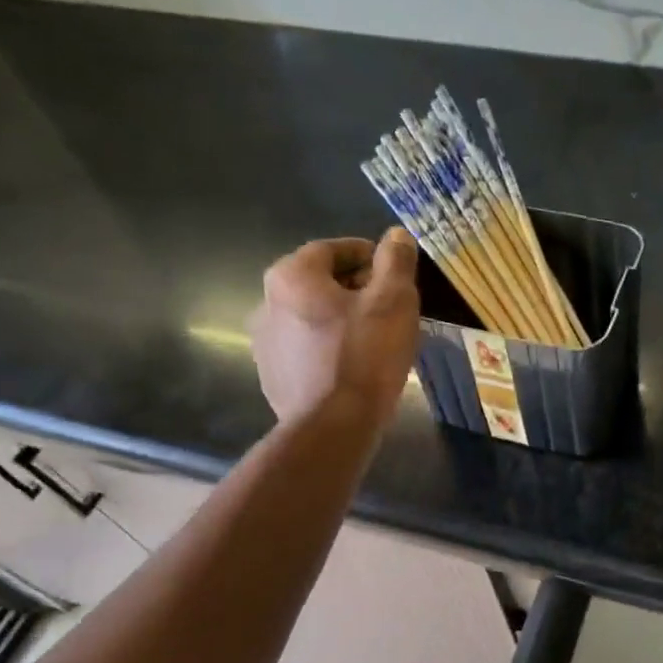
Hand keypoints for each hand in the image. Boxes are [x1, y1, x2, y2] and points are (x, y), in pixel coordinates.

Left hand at [248, 229, 420, 428]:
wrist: (333, 426)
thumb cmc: (365, 356)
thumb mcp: (394, 301)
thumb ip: (396, 262)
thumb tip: (397, 235)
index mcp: (292, 276)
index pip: (332, 249)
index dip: (367, 255)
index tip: (393, 270)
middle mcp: (267, 303)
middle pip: (319, 283)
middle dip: (354, 288)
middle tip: (389, 306)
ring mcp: (265, 344)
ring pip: (311, 318)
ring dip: (339, 320)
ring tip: (374, 338)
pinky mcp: (273, 377)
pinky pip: (305, 350)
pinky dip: (328, 348)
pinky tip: (353, 367)